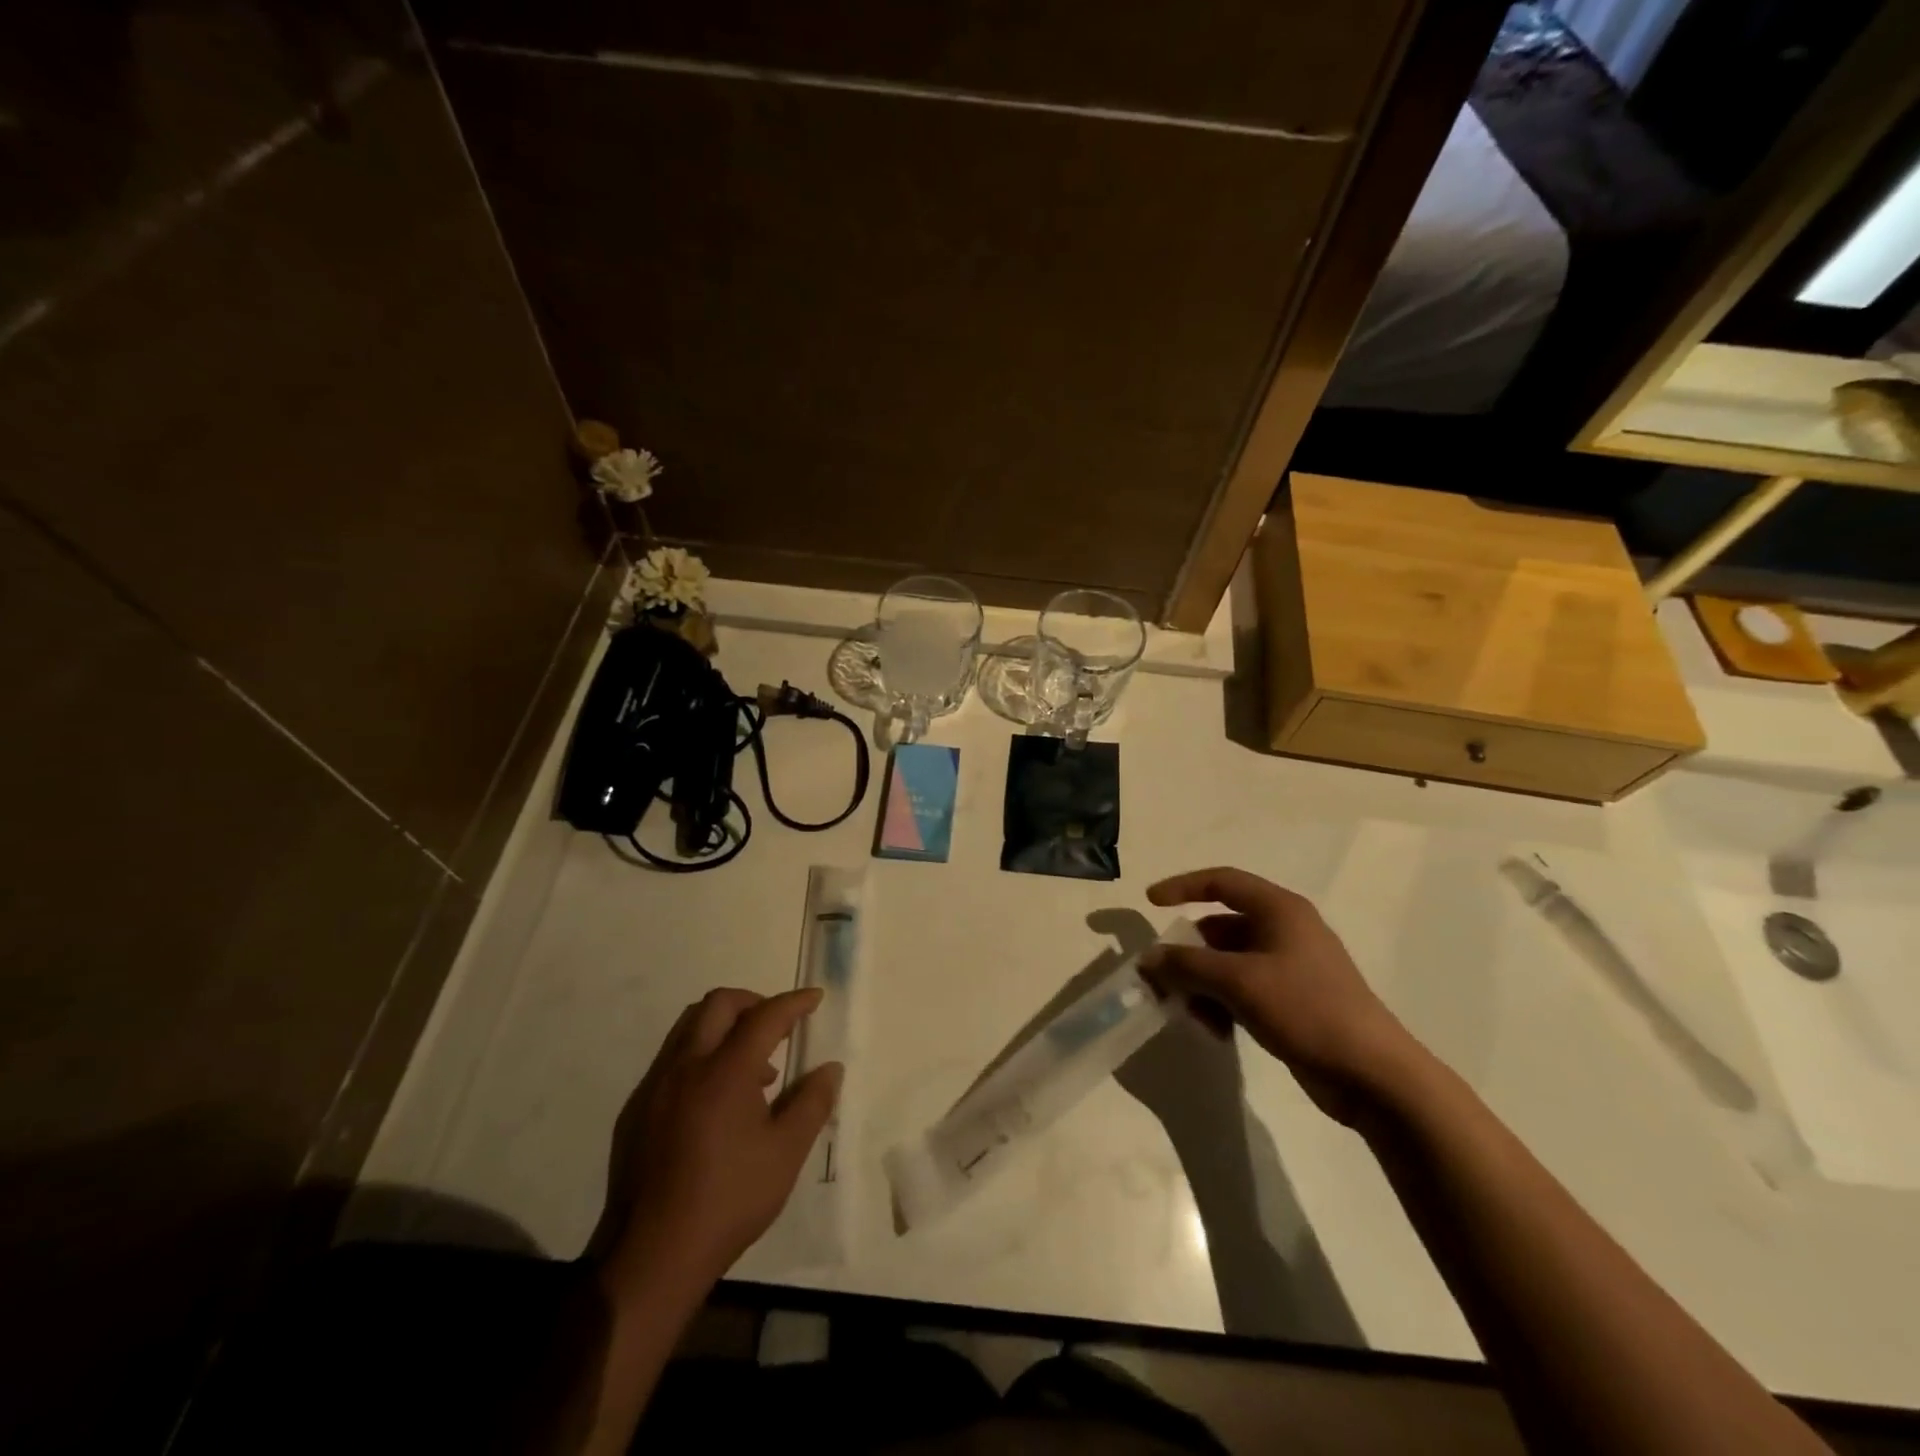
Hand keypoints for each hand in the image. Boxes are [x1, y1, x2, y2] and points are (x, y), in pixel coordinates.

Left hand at [590, 987, 841, 1299]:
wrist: (652, 1256)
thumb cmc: (728, 1201)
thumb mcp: (786, 1153)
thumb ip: (812, 1103)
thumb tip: (830, 1069)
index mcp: (725, 1071)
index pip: (765, 1016)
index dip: (794, 1003)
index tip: (815, 998)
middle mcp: (686, 1066)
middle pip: (719, 1004)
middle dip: (754, 1002)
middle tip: (779, 1025)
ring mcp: (656, 1086)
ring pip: (691, 1027)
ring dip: (726, 1027)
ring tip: (754, 1068)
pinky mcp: (637, 1110)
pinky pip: (674, 1058)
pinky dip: (703, 1055)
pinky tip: (719, 1100)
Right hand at [1142, 867, 1419, 1122]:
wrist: (1373, 1075)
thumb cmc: (1306, 1010)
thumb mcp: (1238, 981)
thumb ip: (1186, 965)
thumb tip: (1148, 958)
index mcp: (1279, 910)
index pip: (1221, 882)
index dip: (1182, 887)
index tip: (1150, 903)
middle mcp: (1285, 930)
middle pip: (1220, 928)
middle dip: (1189, 954)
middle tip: (1162, 978)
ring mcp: (1291, 967)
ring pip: (1228, 963)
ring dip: (1203, 984)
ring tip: (1192, 1014)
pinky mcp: (1293, 1001)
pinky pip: (1243, 989)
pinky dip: (1223, 1003)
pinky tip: (1216, 1032)